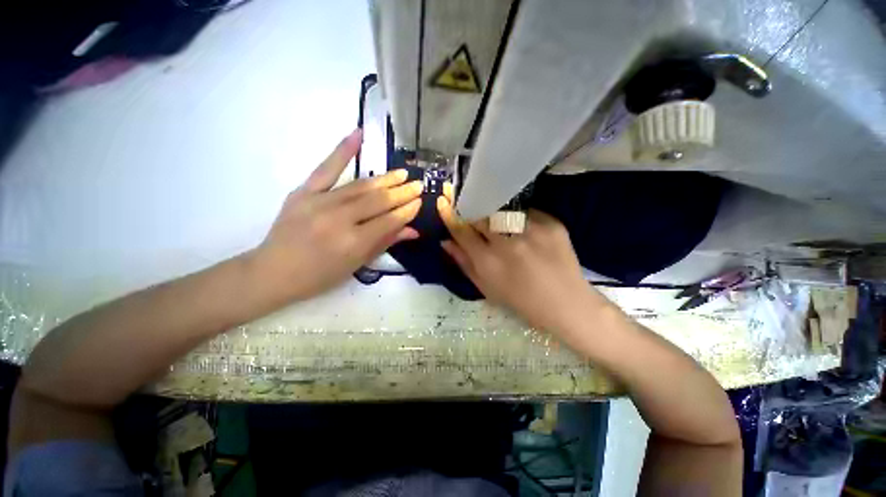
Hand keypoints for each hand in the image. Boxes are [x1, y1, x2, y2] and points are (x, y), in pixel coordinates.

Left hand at [254, 129, 422, 299]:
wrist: (272, 272)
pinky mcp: (303, 192)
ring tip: (403, 173)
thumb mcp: (357, 265)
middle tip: (418, 184)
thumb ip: (385, 243)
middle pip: (378, 201)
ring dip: (385, 179)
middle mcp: (339, 219)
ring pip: (360, 186)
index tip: (420, 202)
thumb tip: (412, 230)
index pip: (389, 221)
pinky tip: (358, 135)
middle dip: (402, 192)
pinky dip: (343, 150)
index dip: (407, 211)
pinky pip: (326, 168)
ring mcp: (320, 202)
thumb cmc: (320, 276)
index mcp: (353, 243)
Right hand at [438, 195, 606, 335]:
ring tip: (504, 228)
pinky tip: (528, 234)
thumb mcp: (487, 288)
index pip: (462, 230)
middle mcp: (507, 242)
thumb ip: (464, 263)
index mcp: (488, 261)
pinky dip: (521, 220)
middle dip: (474, 213)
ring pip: (503, 210)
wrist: (567, 304)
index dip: (450, 216)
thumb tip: (445, 241)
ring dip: (497, 215)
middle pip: (481, 214)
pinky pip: (527, 212)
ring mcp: (531, 230)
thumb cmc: (522, 302)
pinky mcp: (552, 224)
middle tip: (476, 216)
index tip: (443, 203)